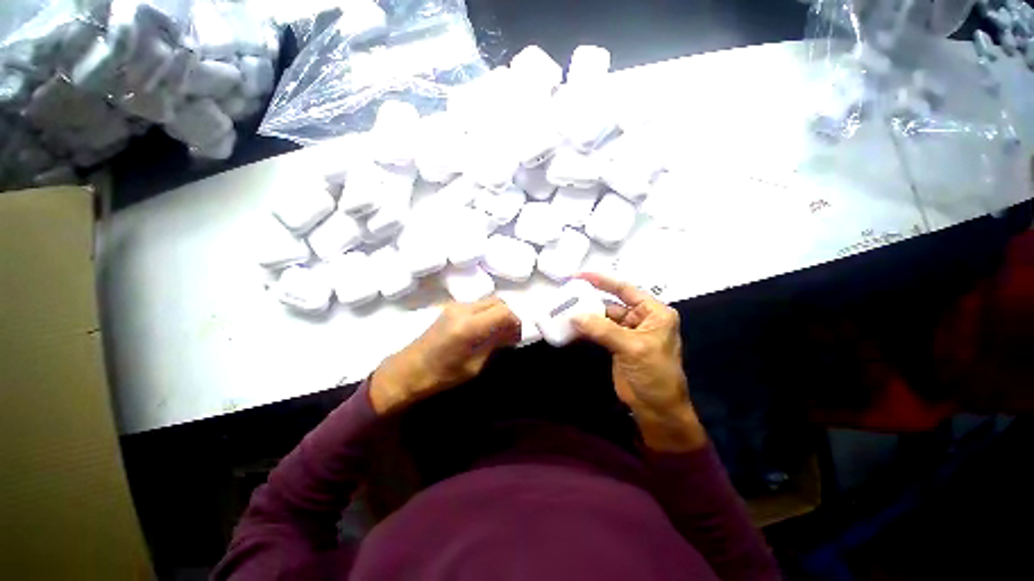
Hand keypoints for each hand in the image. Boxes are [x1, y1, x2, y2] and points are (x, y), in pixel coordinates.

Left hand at [369, 296, 521, 414]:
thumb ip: (494, 344)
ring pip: (488, 301)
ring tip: (497, 333)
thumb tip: (511, 333)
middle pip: (498, 301)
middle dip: (509, 316)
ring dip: (498, 314)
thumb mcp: (474, 365)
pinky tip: (484, 329)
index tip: (517, 337)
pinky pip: (478, 305)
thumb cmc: (441, 375)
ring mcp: (456, 306)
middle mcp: (463, 309)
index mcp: (469, 326)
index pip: (504, 312)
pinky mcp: (450, 307)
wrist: (407, 370)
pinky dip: (487, 313)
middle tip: (510, 334)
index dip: (516, 322)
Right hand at [572, 273, 705, 451]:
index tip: (579, 276)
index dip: (602, 280)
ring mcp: (627, 332)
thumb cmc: (655, 375)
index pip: (625, 289)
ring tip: (564, 310)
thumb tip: (575, 316)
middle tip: (567, 294)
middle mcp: (641, 318)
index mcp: (653, 313)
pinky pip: (598, 332)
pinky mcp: (616, 345)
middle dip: (590, 299)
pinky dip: (585, 330)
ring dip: (586, 316)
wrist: (657, 409)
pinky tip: (571, 328)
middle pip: (612, 303)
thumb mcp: (632, 347)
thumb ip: (603, 329)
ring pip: (603, 318)